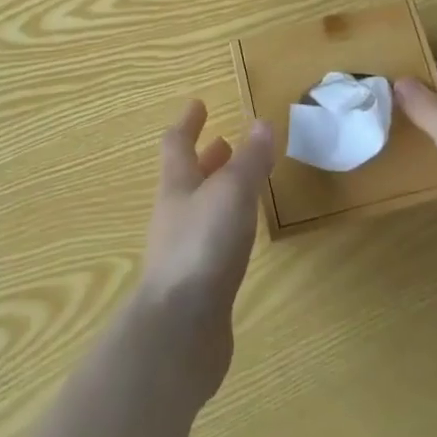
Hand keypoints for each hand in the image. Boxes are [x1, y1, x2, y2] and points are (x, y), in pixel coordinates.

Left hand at [136, 100, 274, 398]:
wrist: (179, 333)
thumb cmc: (203, 247)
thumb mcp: (232, 193)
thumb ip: (249, 160)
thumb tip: (261, 122)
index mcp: (177, 186)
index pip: (177, 144)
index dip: (188, 122)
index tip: (199, 104)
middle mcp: (175, 215)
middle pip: (186, 178)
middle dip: (205, 158)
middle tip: (224, 142)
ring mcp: (183, 253)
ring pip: (199, 211)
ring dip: (216, 193)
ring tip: (240, 186)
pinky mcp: (196, 287)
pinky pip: (210, 243)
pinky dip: (225, 229)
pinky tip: (242, 238)